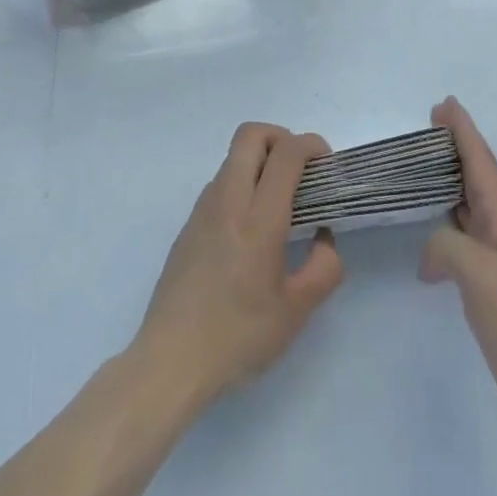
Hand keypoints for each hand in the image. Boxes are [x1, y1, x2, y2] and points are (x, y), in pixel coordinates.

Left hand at [131, 123, 344, 409]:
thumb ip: (324, 267)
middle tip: (300, 170)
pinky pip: (220, 184)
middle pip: (251, 134)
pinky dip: (242, 184)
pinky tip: (250, 229)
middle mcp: (228, 201)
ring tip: (278, 202)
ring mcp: (203, 209)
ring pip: (233, 157)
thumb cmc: (238, 336)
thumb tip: (324, 237)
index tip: (325, 163)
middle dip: (281, 137)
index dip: (310, 144)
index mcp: (259, 219)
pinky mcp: (188, 224)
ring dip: (260, 162)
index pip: (286, 153)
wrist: (171, 361)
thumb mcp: (297, 312)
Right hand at [420, 97, 496, 461]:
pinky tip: (430, 242)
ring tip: (424, 172)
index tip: (444, 104)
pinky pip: (466, 240)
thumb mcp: (481, 277)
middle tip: (429, 128)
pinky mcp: (495, 289)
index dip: (463, 132)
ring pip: (471, 207)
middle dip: (457, 149)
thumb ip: (448, 246)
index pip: (482, 164)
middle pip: (478, 178)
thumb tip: (431, 252)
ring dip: (451, 183)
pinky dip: (447, 227)